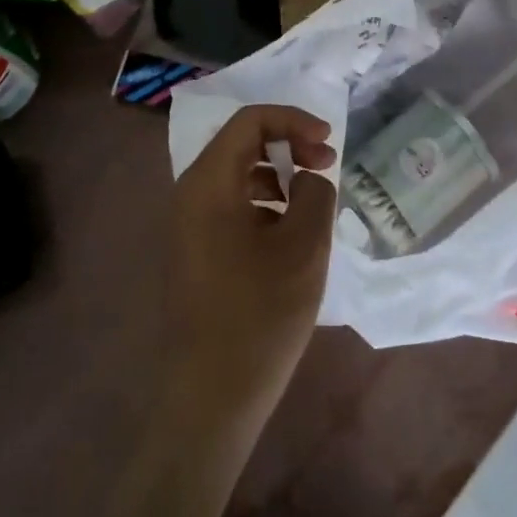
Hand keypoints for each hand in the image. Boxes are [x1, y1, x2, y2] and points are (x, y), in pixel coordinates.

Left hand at [164, 104, 337, 416]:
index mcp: (209, 182)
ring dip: (277, 172)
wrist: (211, 395)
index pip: (250, 120)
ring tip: (311, 198)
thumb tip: (309, 177)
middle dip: (288, 143)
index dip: (293, 120)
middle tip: (325, 165)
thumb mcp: (304, 246)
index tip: (328, 142)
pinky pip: (230, 203)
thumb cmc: (260, 314)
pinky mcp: (194, 248)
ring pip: (236, 172)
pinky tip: (288, 229)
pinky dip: (262, 199)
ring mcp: (188, 223)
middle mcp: (190, 193)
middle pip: (241, 142)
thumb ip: (314, 193)